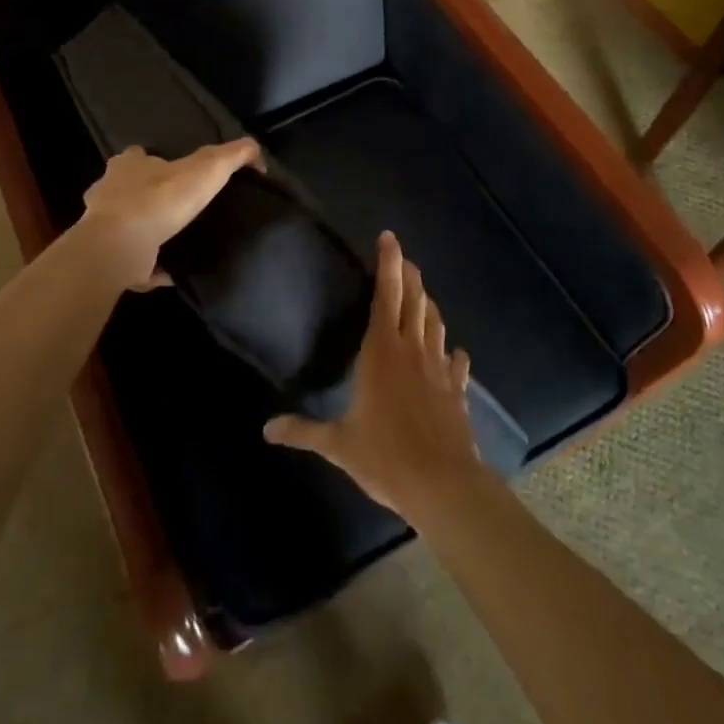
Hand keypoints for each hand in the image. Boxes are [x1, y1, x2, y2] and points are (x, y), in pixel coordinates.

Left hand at [79, 139, 262, 290]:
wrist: (120, 246)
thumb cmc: (161, 199)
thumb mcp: (208, 167)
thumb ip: (234, 155)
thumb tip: (257, 152)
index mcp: (129, 165)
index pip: (138, 155)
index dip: (154, 160)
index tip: (173, 171)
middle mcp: (109, 191)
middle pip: (125, 189)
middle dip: (145, 196)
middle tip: (176, 210)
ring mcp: (102, 227)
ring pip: (125, 226)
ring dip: (146, 233)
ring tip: (176, 242)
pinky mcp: (107, 258)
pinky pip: (132, 261)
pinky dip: (149, 268)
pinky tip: (171, 274)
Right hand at [264, 231, 492, 521]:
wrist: (443, 485)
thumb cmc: (386, 457)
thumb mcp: (339, 444)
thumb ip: (303, 432)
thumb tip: (266, 430)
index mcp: (381, 353)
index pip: (386, 296)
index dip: (388, 265)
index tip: (389, 238)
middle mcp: (412, 351)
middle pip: (414, 300)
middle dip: (409, 274)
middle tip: (404, 258)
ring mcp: (438, 369)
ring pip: (435, 324)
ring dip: (428, 304)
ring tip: (422, 294)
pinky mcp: (456, 390)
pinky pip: (457, 363)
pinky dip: (454, 354)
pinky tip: (456, 353)